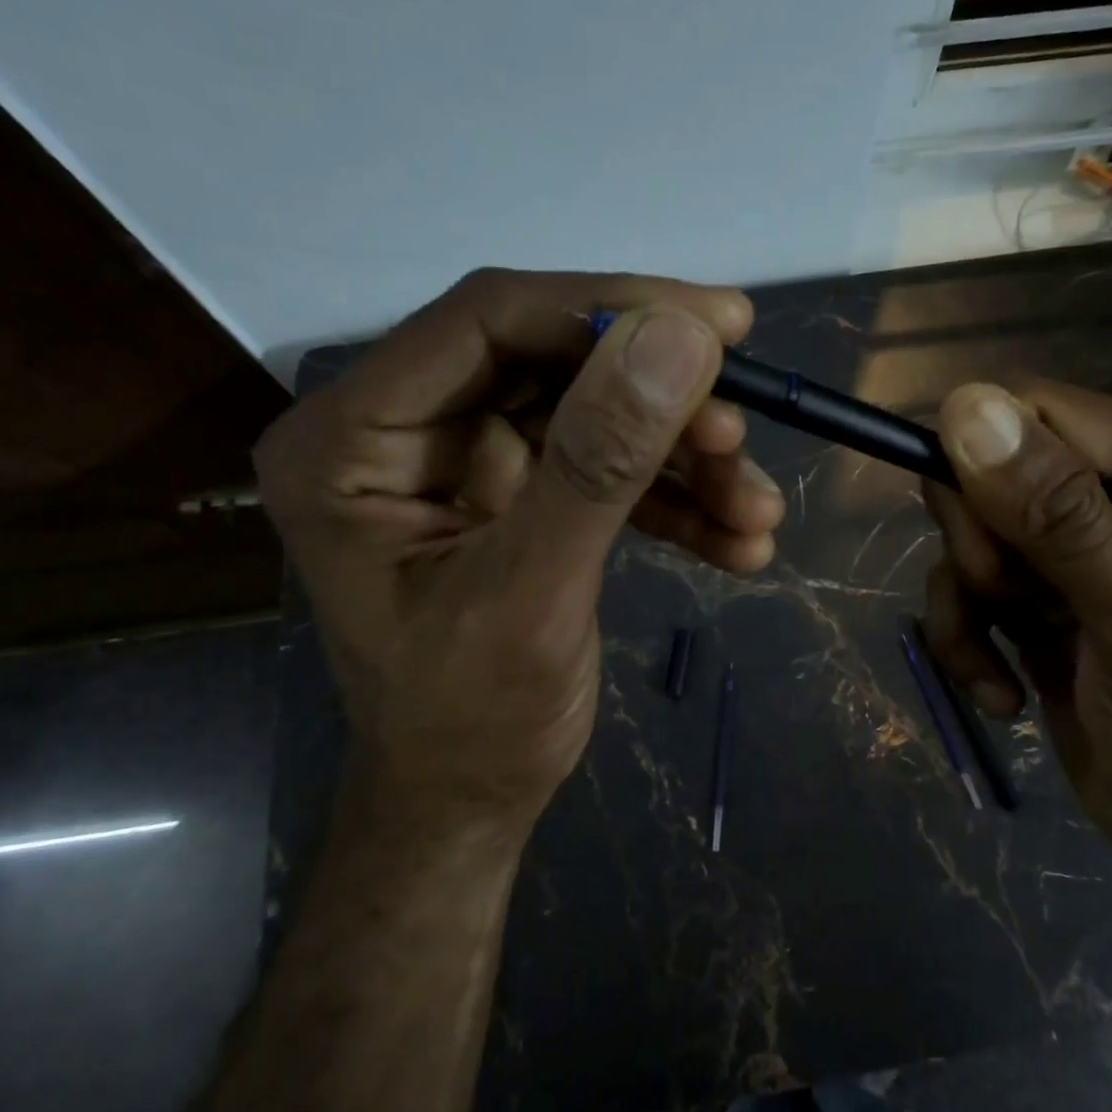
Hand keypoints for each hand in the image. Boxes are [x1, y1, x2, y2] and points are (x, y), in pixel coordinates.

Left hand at [255, 269, 785, 832]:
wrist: (469, 804)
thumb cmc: (470, 723)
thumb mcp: (533, 595)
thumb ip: (600, 464)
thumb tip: (680, 337)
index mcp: (354, 438)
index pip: (487, 321)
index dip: (607, 308)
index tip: (721, 324)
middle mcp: (405, 430)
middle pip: (554, 363)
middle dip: (660, 399)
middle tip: (742, 426)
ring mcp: (468, 462)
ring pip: (597, 416)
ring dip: (685, 459)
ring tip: (757, 509)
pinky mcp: (523, 496)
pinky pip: (609, 470)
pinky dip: (677, 499)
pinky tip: (740, 542)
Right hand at [922, 381, 1111, 912]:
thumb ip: (1063, 520)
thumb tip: (965, 408)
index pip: (1049, 412)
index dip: (986, 454)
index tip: (973, 540)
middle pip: (994, 468)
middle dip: (981, 543)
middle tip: (1007, 601)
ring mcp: (1078, 556)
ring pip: (967, 534)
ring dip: (966, 602)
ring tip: (1000, 665)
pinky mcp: (1038, 604)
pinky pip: (964, 591)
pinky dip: (963, 640)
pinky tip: (999, 694)